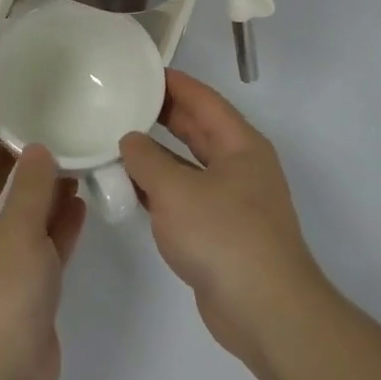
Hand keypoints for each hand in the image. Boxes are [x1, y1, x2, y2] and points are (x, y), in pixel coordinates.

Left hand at [0, 120, 85, 379]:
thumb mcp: (15, 233)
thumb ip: (30, 189)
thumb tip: (38, 150)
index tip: (11, 102)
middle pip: (1, 188)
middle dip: (24, 160)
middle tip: (54, 123)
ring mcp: (2, 266)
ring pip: (26, 217)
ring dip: (47, 191)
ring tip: (76, 156)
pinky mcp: (27, 289)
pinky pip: (44, 246)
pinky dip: (60, 226)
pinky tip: (81, 202)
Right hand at [120, 70, 328, 364]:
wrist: (263, 309)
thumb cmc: (223, 235)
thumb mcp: (176, 190)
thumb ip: (147, 160)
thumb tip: (129, 141)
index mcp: (241, 145)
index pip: (204, 100)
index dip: (175, 83)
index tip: (141, 71)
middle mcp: (240, 167)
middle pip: (199, 130)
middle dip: (163, 115)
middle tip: (123, 101)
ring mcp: (231, 201)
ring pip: (188, 166)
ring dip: (157, 155)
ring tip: (117, 140)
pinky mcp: (220, 232)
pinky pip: (184, 198)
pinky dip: (159, 190)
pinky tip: (130, 188)